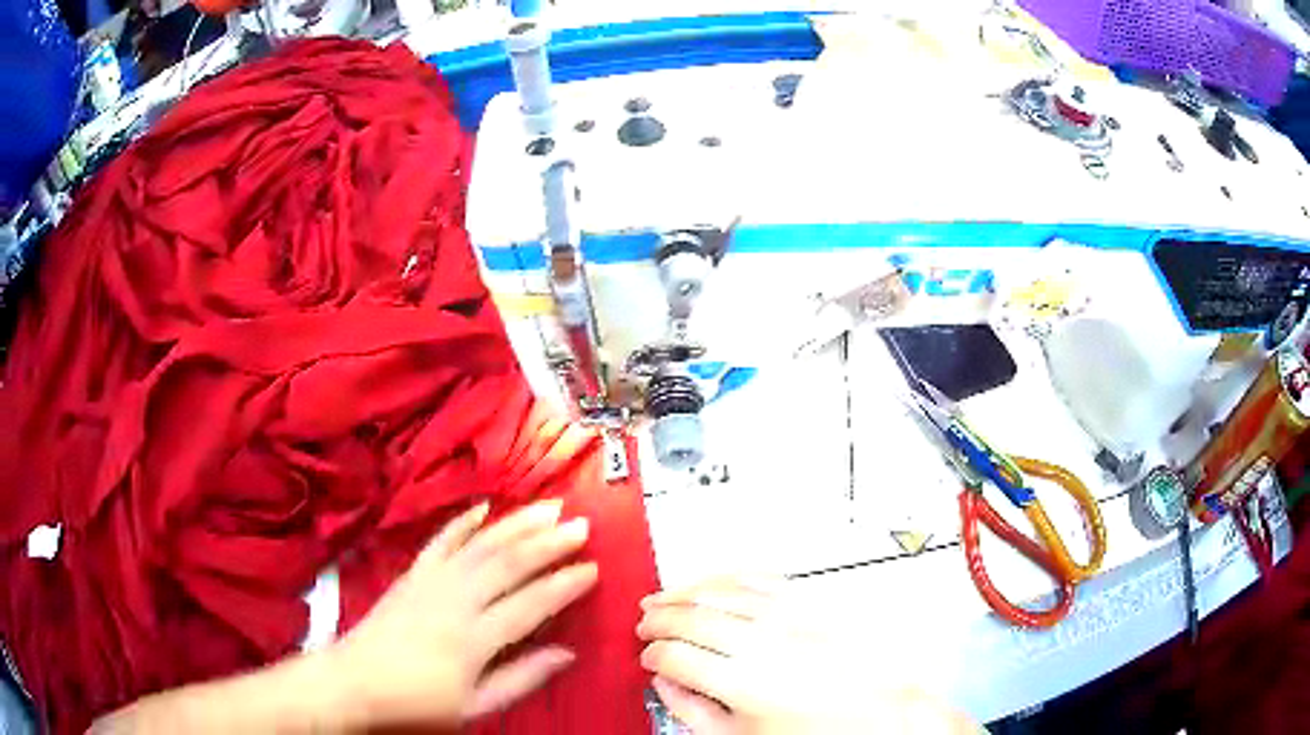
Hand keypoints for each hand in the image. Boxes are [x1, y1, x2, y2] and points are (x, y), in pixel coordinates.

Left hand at [329, 500, 596, 728]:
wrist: (353, 683)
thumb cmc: (416, 703)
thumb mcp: (473, 706)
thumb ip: (521, 678)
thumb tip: (566, 654)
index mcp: (473, 639)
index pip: (530, 605)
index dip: (564, 585)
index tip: (592, 569)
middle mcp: (454, 601)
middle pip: (507, 564)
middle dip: (547, 543)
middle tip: (580, 526)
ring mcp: (430, 582)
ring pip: (480, 545)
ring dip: (516, 524)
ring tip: (547, 508)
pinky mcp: (411, 574)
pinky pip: (440, 541)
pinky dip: (463, 522)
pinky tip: (484, 507)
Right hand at [637, 578, 978, 734]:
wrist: (879, 712)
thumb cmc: (817, 731)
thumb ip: (694, 712)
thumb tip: (666, 686)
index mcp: (742, 683)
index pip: (674, 657)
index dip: (652, 656)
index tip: (648, 659)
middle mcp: (761, 642)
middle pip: (689, 617)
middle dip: (656, 619)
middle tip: (643, 625)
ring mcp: (786, 616)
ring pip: (716, 590)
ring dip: (681, 591)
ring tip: (660, 598)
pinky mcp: (808, 601)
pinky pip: (755, 577)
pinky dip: (724, 577)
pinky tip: (709, 582)